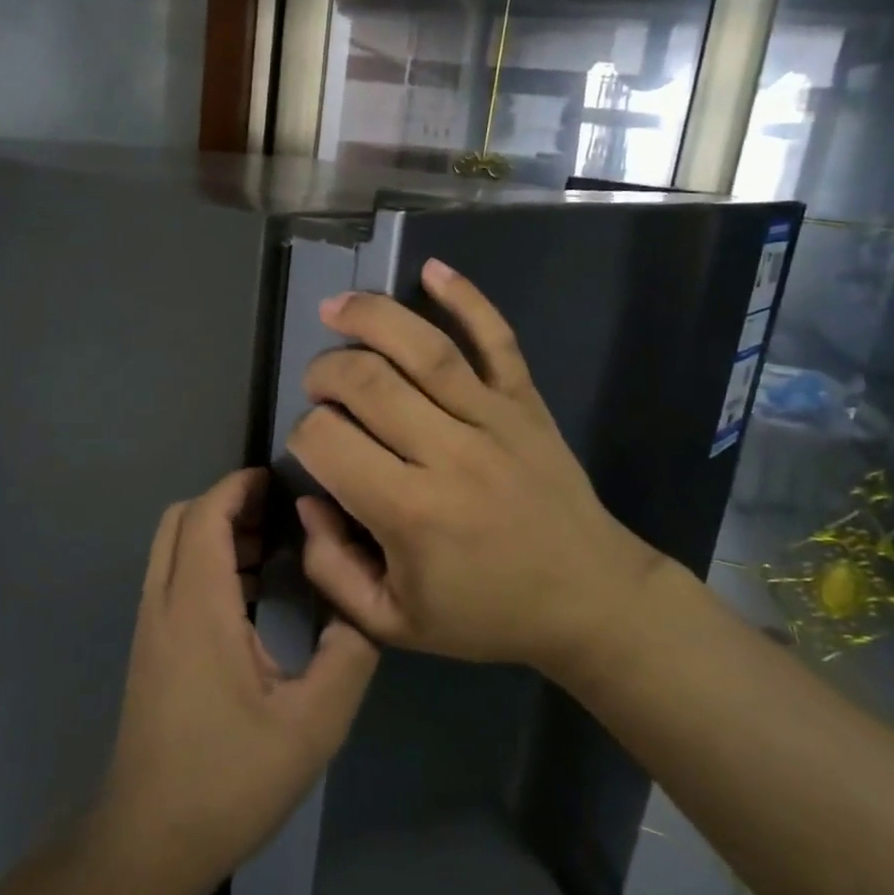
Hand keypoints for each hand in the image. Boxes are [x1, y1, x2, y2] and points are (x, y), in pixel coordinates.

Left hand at [97, 469, 378, 892]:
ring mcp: (151, 626)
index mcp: (197, 607)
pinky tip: (250, 596)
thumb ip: (348, 656)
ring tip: (274, 548)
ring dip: (217, 533)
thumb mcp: (312, 725)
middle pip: (182, 520)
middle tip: (283, 516)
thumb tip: (366, 606)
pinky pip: (173, 578)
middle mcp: (164, 603)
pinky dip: (207, 562)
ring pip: (173, 547)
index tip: (282, 482)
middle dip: (229, 503)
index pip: (206, 514)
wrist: (148, 843)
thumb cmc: (228, 781)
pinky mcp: (151, 649)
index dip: (240, 486)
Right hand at [286, 259, 669, 677]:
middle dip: (324, 372)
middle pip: (366, 382)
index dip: (302, 435)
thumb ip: (333, 569)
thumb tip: (311, 500)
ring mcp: (494, 419)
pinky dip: (467, 299)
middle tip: (316, 385)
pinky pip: (497, 339)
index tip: (311, 448)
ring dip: (371, 317)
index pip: (327, 441)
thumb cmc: (487, 614)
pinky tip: (432, 270)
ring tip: (337, 307)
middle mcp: (449, 452)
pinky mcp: (526, 402)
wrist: (591, 599)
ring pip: (424, 348)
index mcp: (410, 512)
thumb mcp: (393, 624)